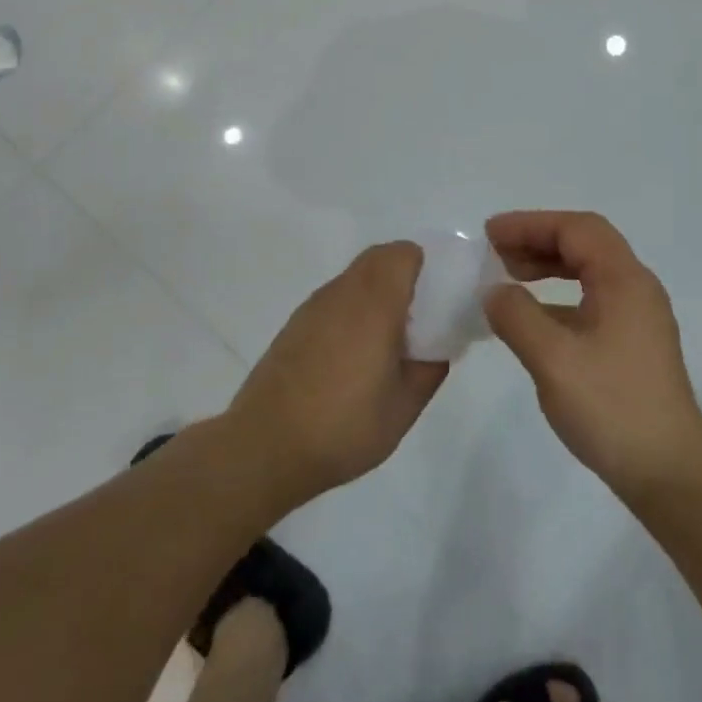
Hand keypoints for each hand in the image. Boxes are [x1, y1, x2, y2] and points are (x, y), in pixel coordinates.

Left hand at [226, 241, 446, 508]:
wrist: (263, 448)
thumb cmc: (342, 426)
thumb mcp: (404, 408)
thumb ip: (430, 369)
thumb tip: (438, 348)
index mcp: (374, 303)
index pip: (403, 253)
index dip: (426, 266)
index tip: (438, 297)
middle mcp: (342, 292)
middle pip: (379, 257)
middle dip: (404, 275)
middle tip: (419, 316)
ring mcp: (314, 307)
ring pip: (355, 277)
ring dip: (376, 292)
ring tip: (386, 340)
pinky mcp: (294, 325)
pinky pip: (335, 299)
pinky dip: (352, 309)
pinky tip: (352, 356)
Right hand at [484, 211, 701, 498]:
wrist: (670, 473)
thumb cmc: (612, 408)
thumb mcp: (553, 360)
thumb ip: (517, 317)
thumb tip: (493, 292)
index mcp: (624, 279)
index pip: (576, 229)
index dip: (530, 224)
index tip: (490, 234)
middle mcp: (636, 287)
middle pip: (584, 244)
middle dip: (538, 241)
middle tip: (495, 253)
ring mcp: (638, 316)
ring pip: (589, 272)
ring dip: (549, 267)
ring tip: (509, 277)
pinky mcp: (635, 344)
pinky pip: (592, 300)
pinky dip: (560, 297)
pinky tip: (534, 319)